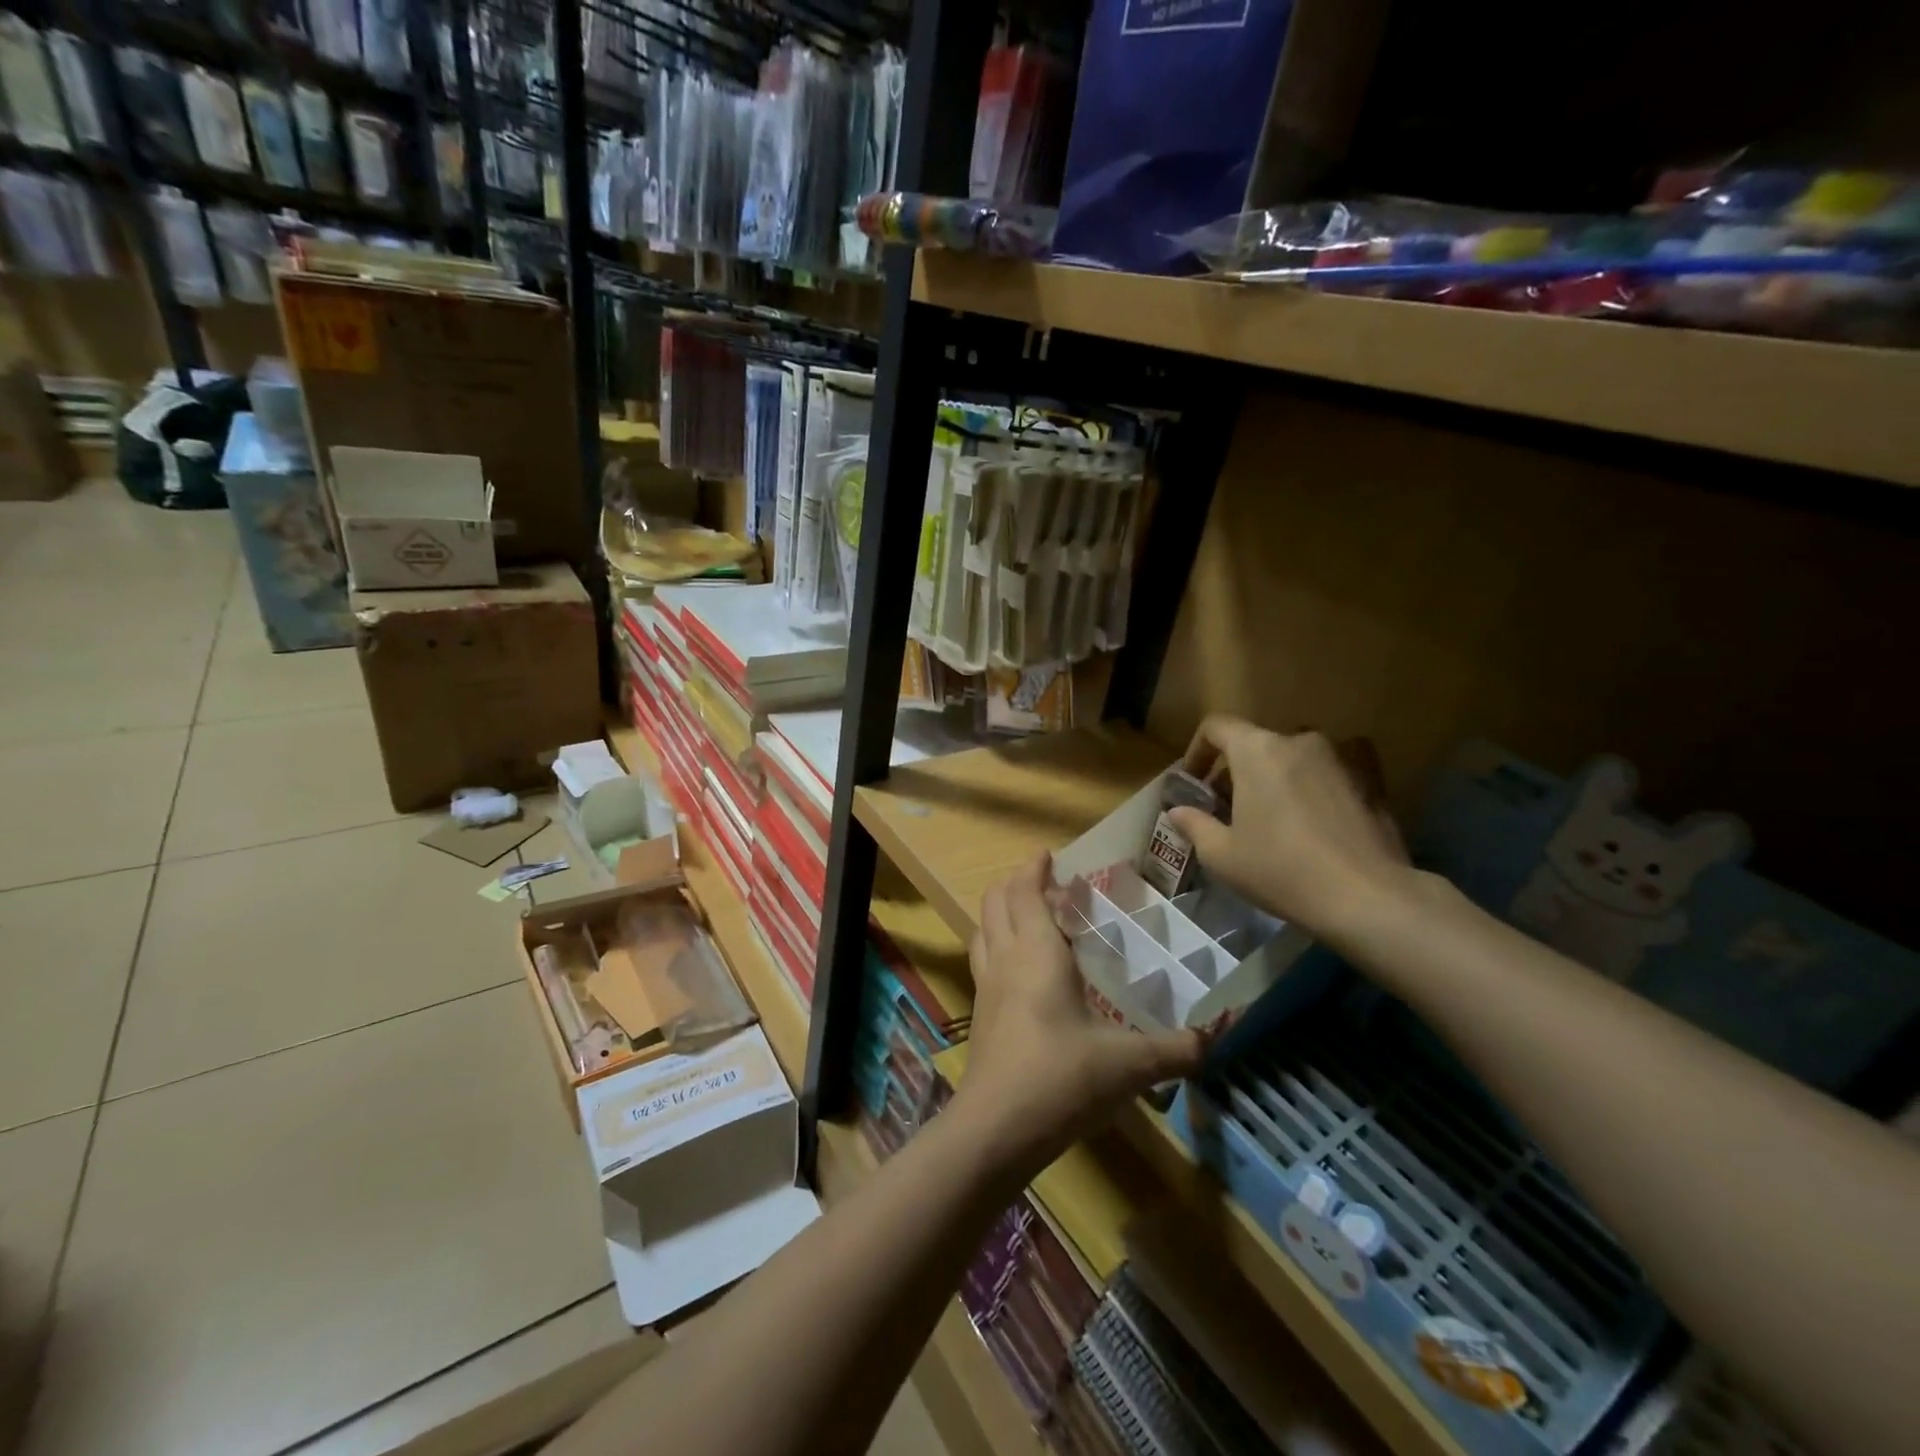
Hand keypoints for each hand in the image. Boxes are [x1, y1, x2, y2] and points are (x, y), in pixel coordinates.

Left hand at [953, 853, 1203, 1171]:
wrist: (997, 1127)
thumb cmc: (1062, 1079)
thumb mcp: (1129, 1065)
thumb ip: (1175, 1050)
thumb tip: (1216, 1039)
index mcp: (1037, 953)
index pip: (1026, 892)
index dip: (1033, 869)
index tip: (1046, 854)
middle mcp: (1006, 959)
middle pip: (996, 902)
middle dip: (1015, 883)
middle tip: (1044, 882)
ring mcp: (986, 986)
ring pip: (983, 929)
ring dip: (1000, 911)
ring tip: (1026, 914)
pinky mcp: (979, 1013)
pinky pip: (982, 959)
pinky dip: (994, 943)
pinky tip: (1016, 967)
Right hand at [1168, 717, 1412, 940]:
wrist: (1366, 897)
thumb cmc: (1280, 870)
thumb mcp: (1221, 855)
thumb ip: (1194, 824)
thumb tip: (1178, 811)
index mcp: (1257, 751)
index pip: (1217, 727)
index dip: (1197, 750)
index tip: (1194, 782)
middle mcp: (1299, 741)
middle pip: (1256, 743)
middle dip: (1236, 770)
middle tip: (1228, 808)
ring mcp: (1340, 757)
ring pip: (1294, 756)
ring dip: (1276, 776)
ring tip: (1272, 815)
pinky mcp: (1372, 779)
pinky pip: (1333, 769)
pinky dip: (1316, 782)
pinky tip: (1316, 815)